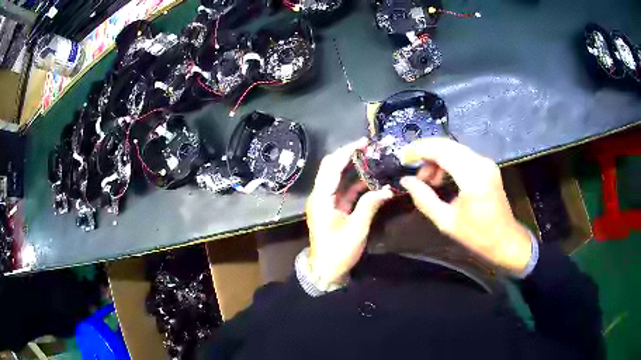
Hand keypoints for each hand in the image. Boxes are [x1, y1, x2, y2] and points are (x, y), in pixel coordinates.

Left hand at [306, 139, 393, 284]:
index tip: (363, 143)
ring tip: (373, 159)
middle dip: (349, 156)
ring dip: (354, 168)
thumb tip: (386, 189)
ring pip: (339, 178)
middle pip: (332, 168)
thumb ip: (370, 205)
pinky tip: (371, 179)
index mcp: (321, 198)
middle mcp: (321, 195)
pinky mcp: (333, 208)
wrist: (326, 271)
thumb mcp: (356, 229)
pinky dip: (356, 184)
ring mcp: (326, 202)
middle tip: (369, 148)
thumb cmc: (338, 251)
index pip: (331, 166)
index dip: (346, 152)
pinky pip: (344, 191)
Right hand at [399, 138, 531, 273]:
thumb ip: (424, 199)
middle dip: (426, 153)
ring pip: (454, 148)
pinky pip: (462, 155)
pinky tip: (442, 178)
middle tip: (413, 170)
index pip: (441, 150)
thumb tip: (406, 181)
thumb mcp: (446, 222)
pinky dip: (448, 161)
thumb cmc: (477, 235)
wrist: (505, 239)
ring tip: (428, 181)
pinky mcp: (487, 166)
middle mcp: (480, 162)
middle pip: (447, 145)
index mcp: (472, 176)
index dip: (419, 150)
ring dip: (437, 158)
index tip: (403, 157)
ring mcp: (486, 162)